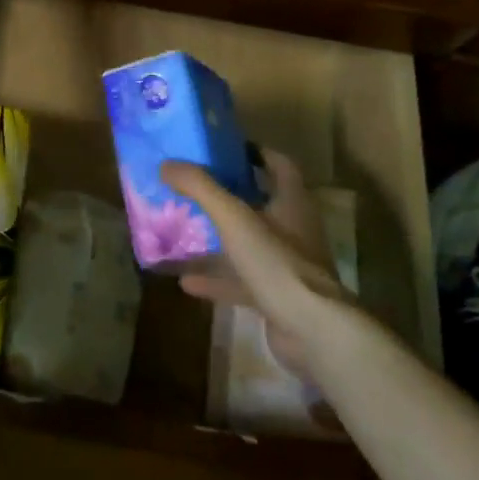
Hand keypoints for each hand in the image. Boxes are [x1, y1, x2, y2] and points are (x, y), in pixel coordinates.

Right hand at [162, 150, 357, 388]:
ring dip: (219, 239)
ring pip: (248, 243)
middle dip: (228, 195)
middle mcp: (294, 229)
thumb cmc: (277, 263)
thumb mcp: (233, 218)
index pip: (279, 165)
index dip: (254, 152)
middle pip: (261, 203)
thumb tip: (166, 164)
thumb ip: (200, 188)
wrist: (312, 331)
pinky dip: (216, 279)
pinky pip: (241, 280)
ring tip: (184, 230)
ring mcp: (286, 265)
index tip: (223, 148)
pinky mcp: (277, 296)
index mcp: (292, 202)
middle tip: (194, 187)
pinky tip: (187, 281)